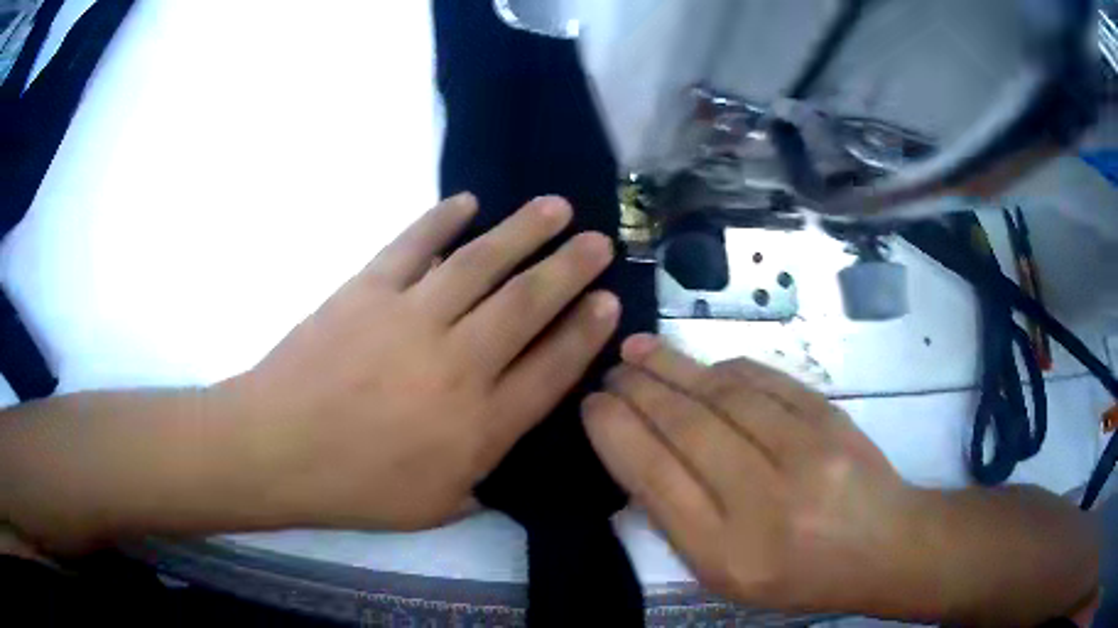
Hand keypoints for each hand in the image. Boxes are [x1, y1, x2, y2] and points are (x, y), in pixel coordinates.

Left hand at [226, 194, 619, 530]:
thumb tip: (504, 442)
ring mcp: (410, 319)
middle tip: (599, 241)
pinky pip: (414, 245)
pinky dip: (442, 219)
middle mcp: (456, 365)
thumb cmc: (355, 488)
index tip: (609, 301)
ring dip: (524, 231)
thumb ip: (482, 477)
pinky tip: (467, 203)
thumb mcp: (435, 507)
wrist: (276, 449)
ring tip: (555, 207)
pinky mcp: (367, 290)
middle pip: (528, 304)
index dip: (586, 332)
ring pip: (481, 263)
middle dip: (571, 268)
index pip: (551, 368)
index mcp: (478, 426)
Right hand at [582, 335, 914, 613]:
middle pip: (686, 429)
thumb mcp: (726, 575)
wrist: (883, 547)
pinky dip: (725, 368)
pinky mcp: (830, 418)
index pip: (655, 478)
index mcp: (727, 553)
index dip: (616, 434)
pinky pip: (766, 381)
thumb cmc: (799, 576)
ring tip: (639, 350)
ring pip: (722, 395)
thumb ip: (681, 521)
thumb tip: (641, 455)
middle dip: (638, 391)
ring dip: (673, 367)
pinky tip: (702, 365)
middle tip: (611, 371)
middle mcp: (763, 500)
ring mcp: (804, 452)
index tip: (593, 406)